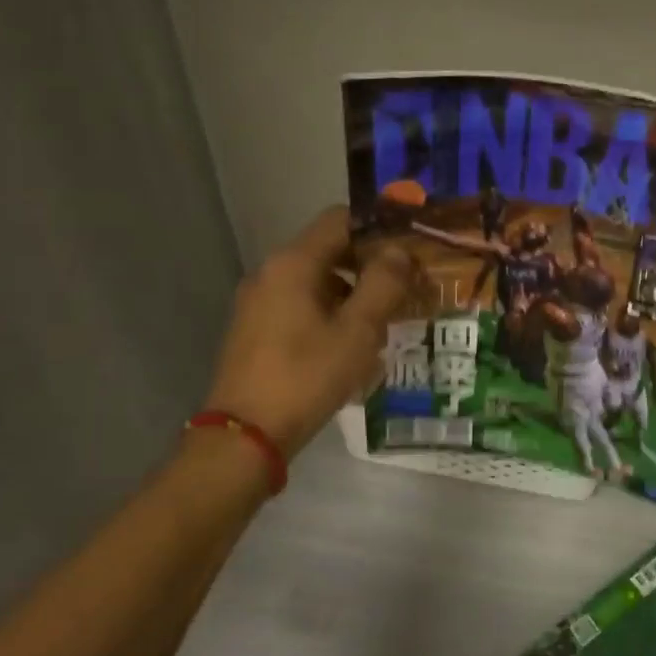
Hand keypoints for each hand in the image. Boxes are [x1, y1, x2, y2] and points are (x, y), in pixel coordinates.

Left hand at [201, 206, 416, 456]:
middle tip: (406, 286)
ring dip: (352, 291)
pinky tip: (352, 342)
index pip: (340, 219)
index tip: (410, 248)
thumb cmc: (307, 376)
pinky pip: (300, 303)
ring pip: (316, 279)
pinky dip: (330, 310)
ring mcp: (259, 301)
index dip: (378, 228)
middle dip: (370, 264)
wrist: (245, 435)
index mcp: (293, 263)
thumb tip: (398, 252)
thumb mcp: (358, 330)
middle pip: (328, 249)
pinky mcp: (255, 328)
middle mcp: (271, 272)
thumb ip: (383, 283)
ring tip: (386, 318)